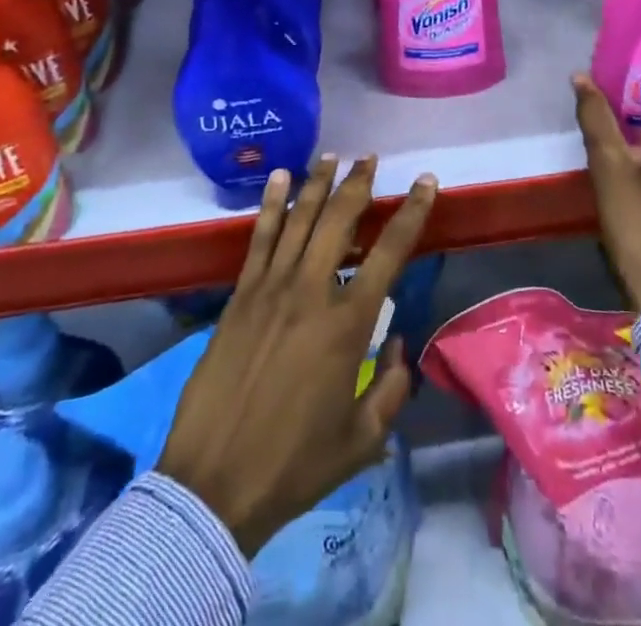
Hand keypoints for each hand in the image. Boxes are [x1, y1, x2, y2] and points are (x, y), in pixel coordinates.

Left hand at [156, 154, 437, 557]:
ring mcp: (271, 288)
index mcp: (347, 323)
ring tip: (333, 156)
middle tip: (370, 159)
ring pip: (299, 219)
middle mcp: (311, 291)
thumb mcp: (362, 440)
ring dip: (318, 183)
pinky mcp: (239, 296)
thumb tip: (397, 346)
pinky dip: (270, 204)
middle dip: (359, 184)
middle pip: (340, 220)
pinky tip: (279, 178)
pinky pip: (259, 238)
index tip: (426, 182)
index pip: (390, 251)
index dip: (412, 211)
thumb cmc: (294, 465)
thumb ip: (391, 389)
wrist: (214, 485)